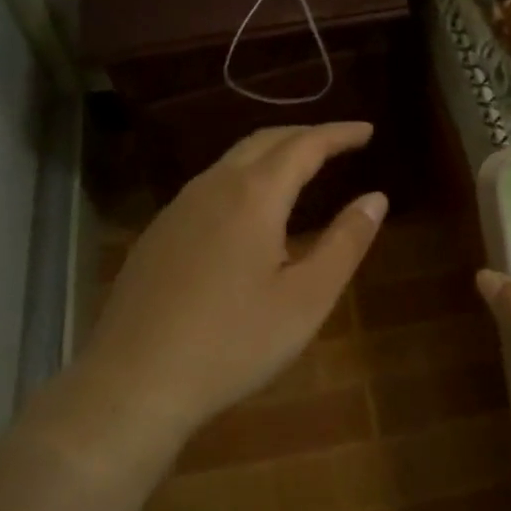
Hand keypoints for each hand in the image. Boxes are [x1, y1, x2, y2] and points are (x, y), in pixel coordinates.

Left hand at [81, 123, 385, 441]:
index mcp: (254, 196)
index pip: (305, 145)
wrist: (134, 381)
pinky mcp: (157, 233)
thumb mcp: (306, 299)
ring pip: (231, 162)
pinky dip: (242, 180)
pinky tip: (247, 211)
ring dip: (270, 155)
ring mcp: (177, 208)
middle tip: (338, 143)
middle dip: (304, 135)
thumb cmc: (234, 342)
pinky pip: (208, 187)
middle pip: (264, 142)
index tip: (368, 130)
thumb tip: (376, 198)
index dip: (339, 134)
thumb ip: (345, 242)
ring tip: (299, 169)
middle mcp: (212, 187)